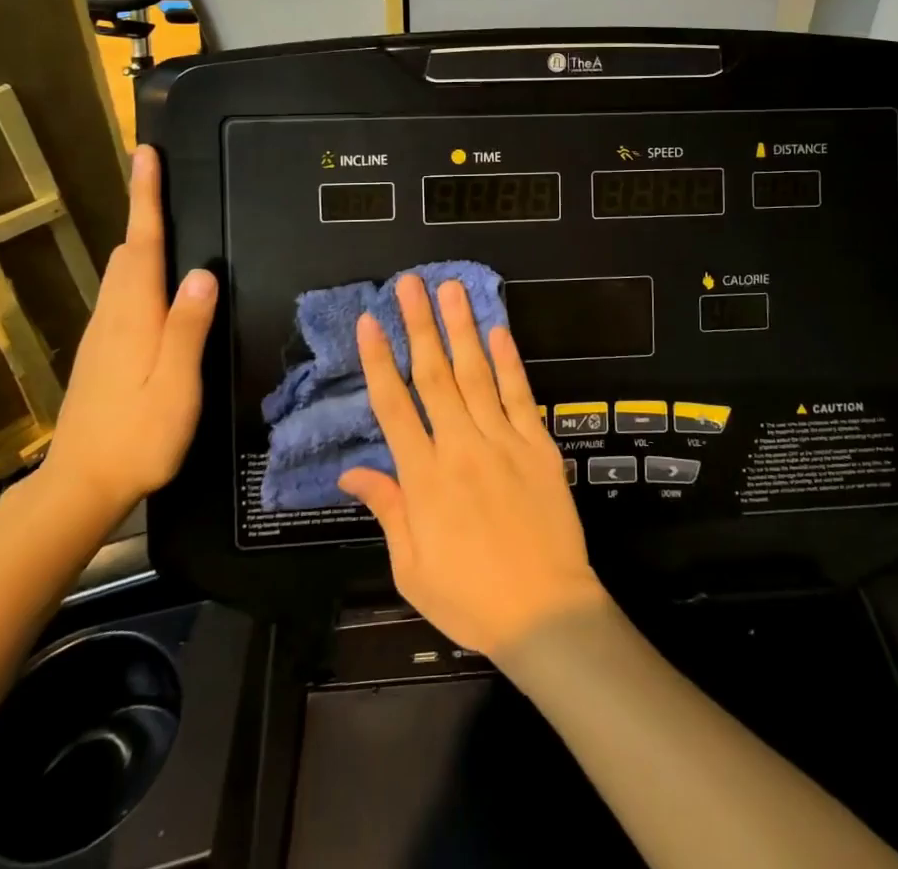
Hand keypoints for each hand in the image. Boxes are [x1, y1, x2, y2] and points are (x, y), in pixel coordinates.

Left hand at [39, 145, 216, 527]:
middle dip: (142, 208)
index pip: (144, 243)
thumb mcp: (176, 385)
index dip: (146, 197)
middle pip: (129, 249)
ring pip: (121, 270)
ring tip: (159, 213)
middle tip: (158, 173)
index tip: (146, 155)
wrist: (80, 487)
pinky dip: (137, 267)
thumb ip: (188, 328)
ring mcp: (103, 334)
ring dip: (139, 235)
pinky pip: (121, 292)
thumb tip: (202, 272)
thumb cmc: (138, 437)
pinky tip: (152, 278)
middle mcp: (114, 315)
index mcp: (135, 317)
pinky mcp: (101, 352)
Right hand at [340, 276, 606, 656]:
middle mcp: (460, 448)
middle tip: (410, 284)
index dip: (379, 361)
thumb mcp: (412, 568)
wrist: (545, 613)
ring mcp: (504, 442)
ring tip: (451, 289)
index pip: (394, 406)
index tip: (369, 322)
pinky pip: (521, 395)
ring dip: (461, 328)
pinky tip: (498, 330)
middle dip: (419, 325)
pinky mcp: (538, 445)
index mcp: (424, 478)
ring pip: (477, 374)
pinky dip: (509, 361)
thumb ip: (387, 509)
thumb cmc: (471, 598)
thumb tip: (352, 472)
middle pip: (434, 376)